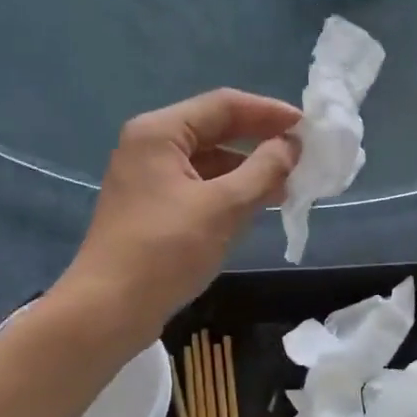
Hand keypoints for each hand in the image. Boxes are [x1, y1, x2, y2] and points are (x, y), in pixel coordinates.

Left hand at [64, 89, 301, 335]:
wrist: (108, 311)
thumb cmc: (166, 251)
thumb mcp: (225, 206)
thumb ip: (264, 169)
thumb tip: (291, 146)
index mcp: (160, 132)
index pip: (224, 105)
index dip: (270, 112)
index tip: (308, 127)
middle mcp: (150, 144)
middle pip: (216, 129)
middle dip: (260, 140)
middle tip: (303, 153)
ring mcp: (148, 176)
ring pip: (209, 159)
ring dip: (249, 168)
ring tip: (289, 183)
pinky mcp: (151, 205)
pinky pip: (199, 184)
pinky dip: (230, 189)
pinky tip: (258, 204)